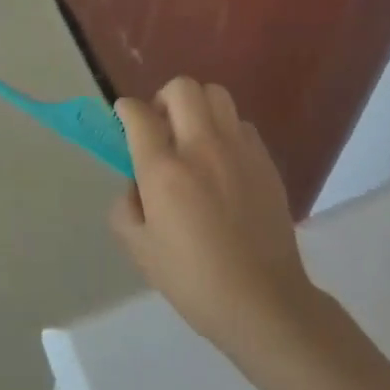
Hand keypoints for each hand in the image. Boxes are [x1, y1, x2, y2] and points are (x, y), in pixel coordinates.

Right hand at [110, 78, 323, 364]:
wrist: (264, 302)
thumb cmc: (195, 281)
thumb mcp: (141, 251)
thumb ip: (126, 208)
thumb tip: (135, 184)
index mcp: (164, 171)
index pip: (138, 114)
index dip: (125, 110)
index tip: (124, 118)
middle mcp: (201, 147)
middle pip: (181, 88)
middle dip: (163, 98)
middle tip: (161, 127)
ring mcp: (238, 149)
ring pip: (215, 95)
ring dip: (197, 107)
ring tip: (193, 136)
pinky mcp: (265, 160)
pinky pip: (241, 124)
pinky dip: (225, 130)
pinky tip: (223, 161)